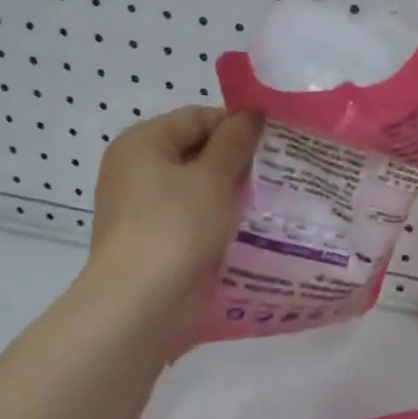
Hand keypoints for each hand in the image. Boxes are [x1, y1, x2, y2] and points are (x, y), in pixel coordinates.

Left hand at [85, 106, 261, 309]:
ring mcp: (144, 208)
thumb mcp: (214, 176)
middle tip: (280, 172)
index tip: (276, 144)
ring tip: (273, 199)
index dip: (238, 126)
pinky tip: (252, 228)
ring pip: (199, 188)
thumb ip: (237, 141)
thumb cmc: (176, 227)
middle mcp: (137, 170)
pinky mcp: (157, 241)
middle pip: (198, 151)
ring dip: (232, 193)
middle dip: (238, 161)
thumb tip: (253, 113)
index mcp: (142, 143)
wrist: (142, 305)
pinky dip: (220, 219)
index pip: (198, 117)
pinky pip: (195, 218)